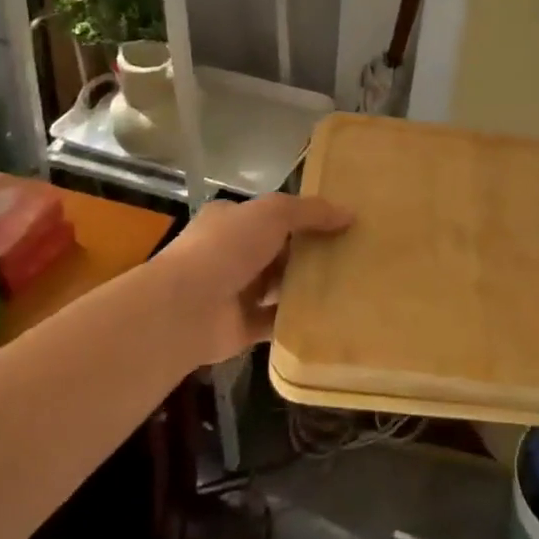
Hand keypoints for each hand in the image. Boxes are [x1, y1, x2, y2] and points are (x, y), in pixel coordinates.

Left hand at [158, 194, 352, 365]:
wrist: (186, 309)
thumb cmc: (227, 248)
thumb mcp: (273, 213)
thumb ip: (311, 211)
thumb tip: (350, 213)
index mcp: (229, 221)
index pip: (269, 215)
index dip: (302, 216)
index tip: (337, 222)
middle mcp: (230, 254)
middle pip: (277, 250)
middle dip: (309, 252)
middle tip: (352, 253)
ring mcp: (234, 292)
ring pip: (278, 286)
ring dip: (306, 286)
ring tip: (349, 283)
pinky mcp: (242, 327)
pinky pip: (277, 321)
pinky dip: (299, 319)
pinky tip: (331, 315)